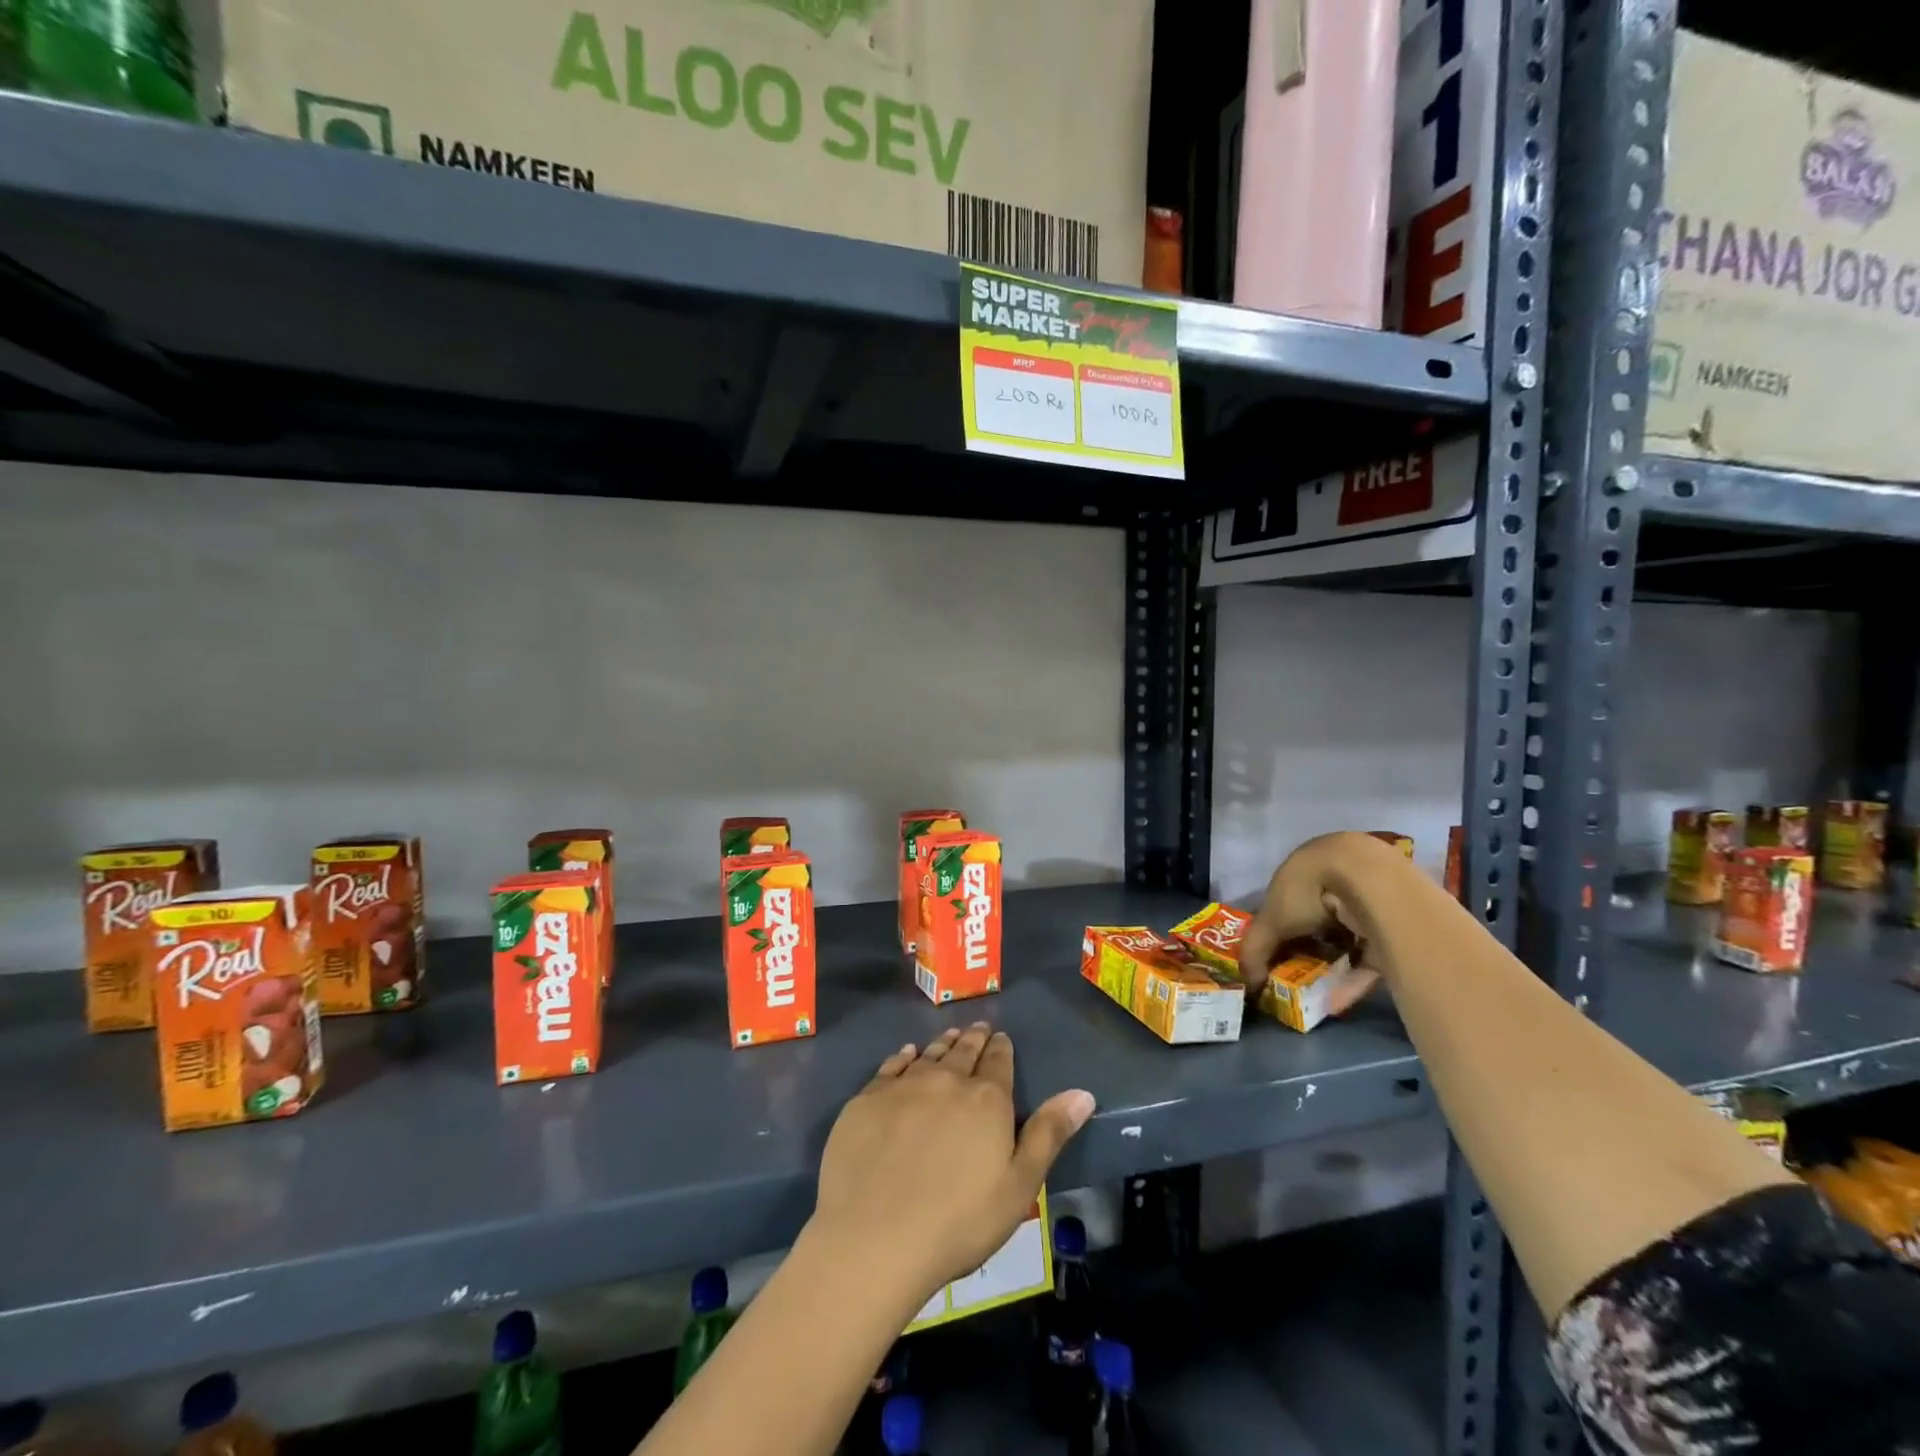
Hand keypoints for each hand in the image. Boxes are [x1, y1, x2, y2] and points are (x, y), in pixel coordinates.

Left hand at [809, 1024, 1094, 1303]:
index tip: (1001, 1038)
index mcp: (987, 1099)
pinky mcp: (867, 1099)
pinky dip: (903, 1056)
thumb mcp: (1019, 1186)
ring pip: (929, 1054)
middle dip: (974, 1039)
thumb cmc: (959, 1222)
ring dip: (943, 1044)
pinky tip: (907, 1053)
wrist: (875, 1237)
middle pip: (963, 1052)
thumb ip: (1049, 1134)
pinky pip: (891, 1066)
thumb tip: (1083, 1093)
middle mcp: (946, 1080)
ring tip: (950, 1036)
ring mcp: (903, 1086)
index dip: (1001, 1048)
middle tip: (978, 1029)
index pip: (998, 1062)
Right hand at [1238, 832, 1399, 1006]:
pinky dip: (1353, 978)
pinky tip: (1337, 1001)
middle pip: (1318, 920)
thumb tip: (1248, 981)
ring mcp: (1369, 901)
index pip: (1288, 899)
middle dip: (1307, 949)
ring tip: (1315, 994)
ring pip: (1346, 939)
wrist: (1373, 883)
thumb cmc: (1310, 890)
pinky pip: (1369, 956)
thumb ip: (1255, 949)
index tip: (1273, 954)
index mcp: (1307, 868)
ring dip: (1331, 967)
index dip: (1279, 927)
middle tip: (1295, 976)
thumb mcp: (1272, 920)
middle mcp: (1338, 879)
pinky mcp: (1395, 928)